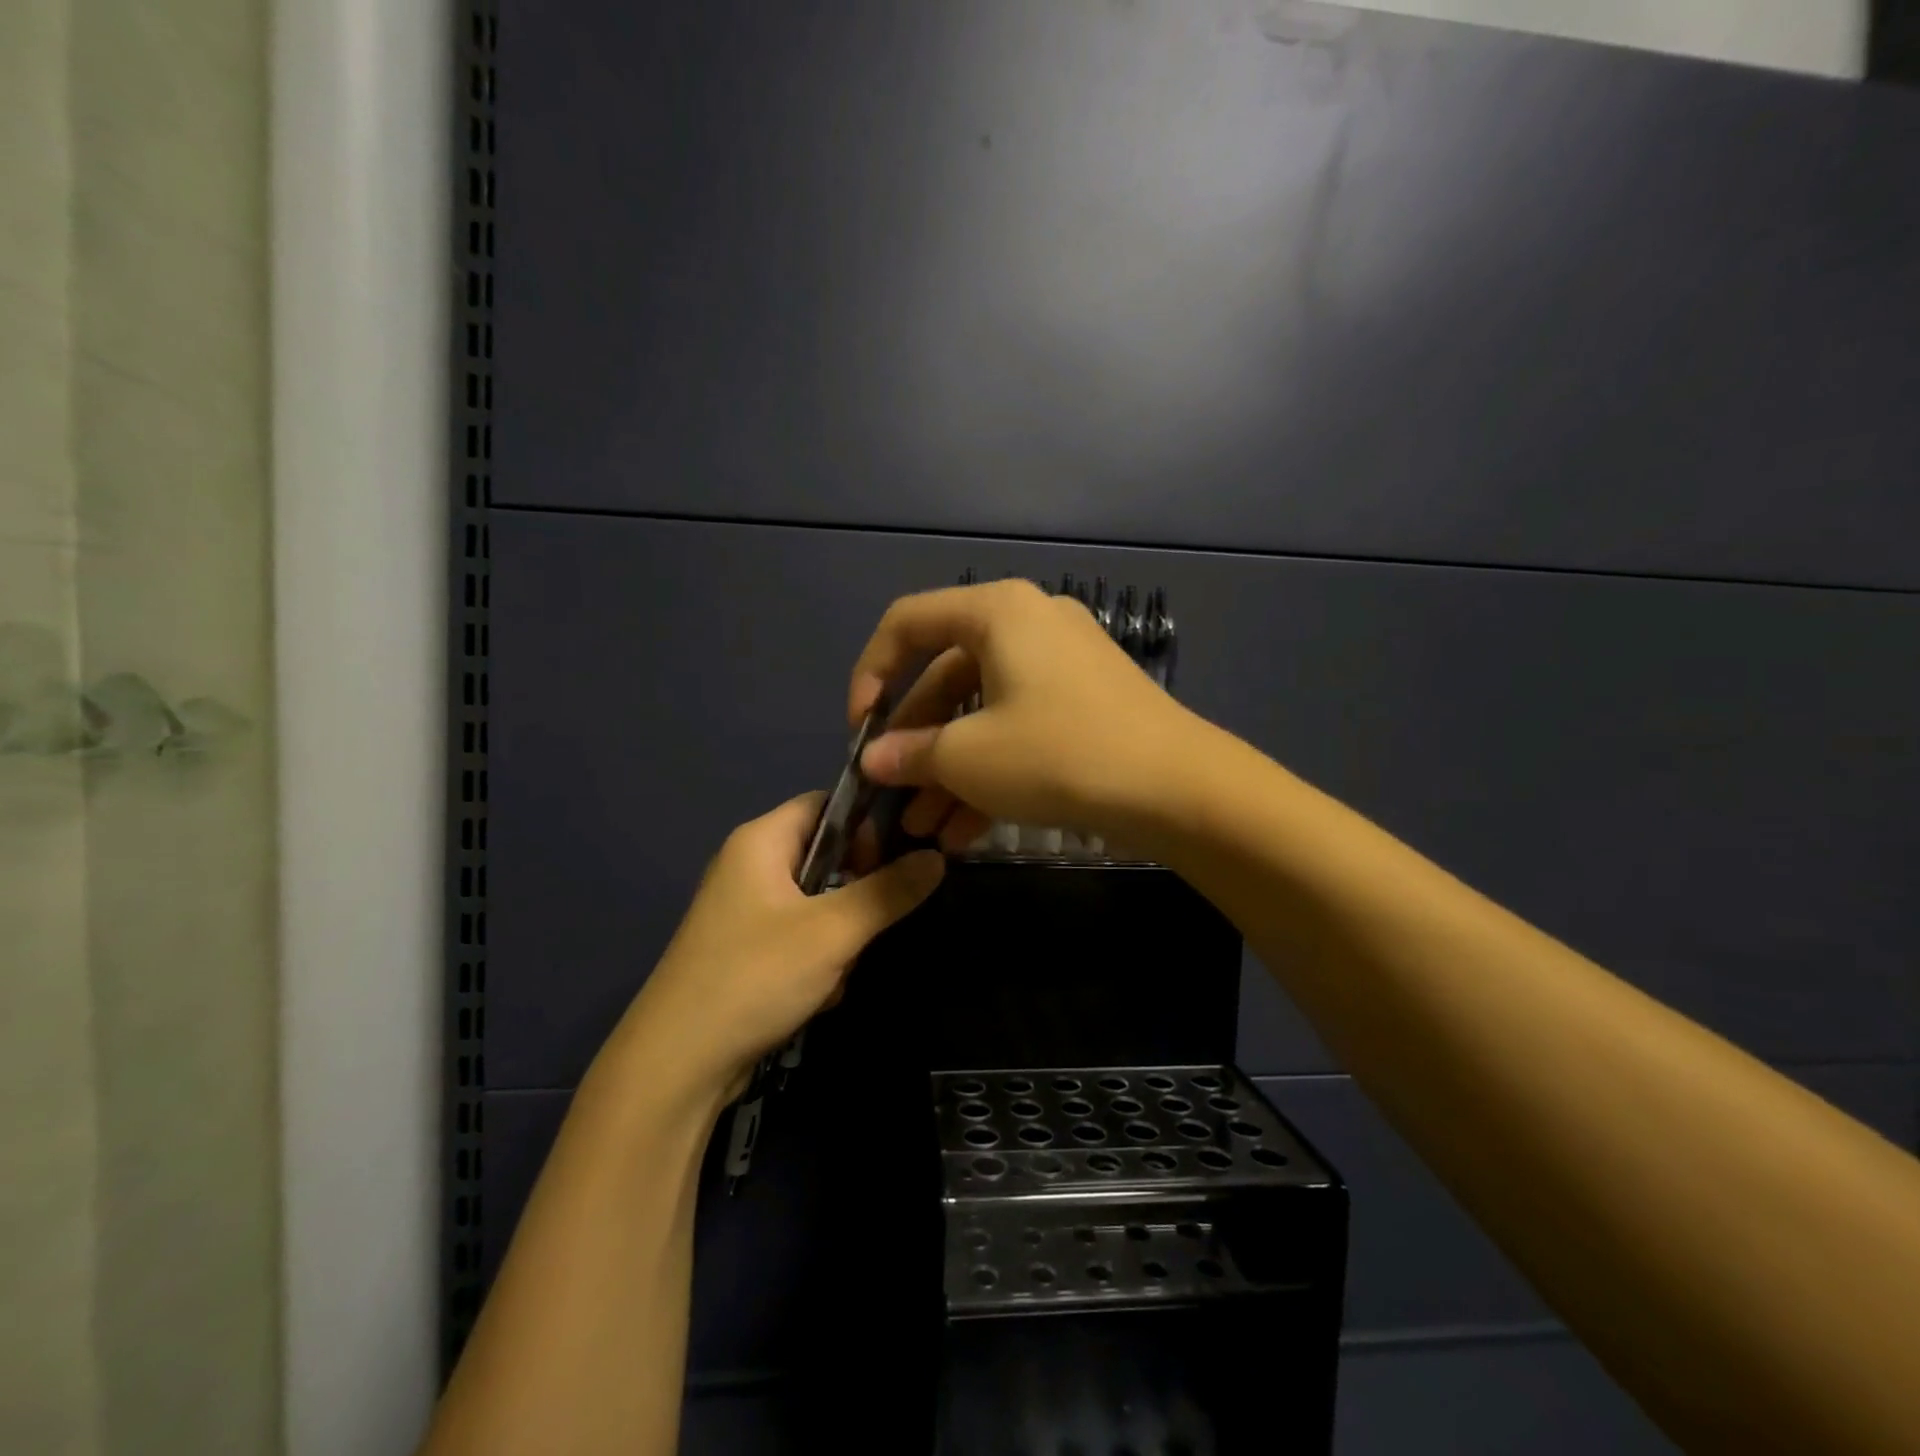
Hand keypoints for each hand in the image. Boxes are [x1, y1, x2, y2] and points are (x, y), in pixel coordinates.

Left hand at [612, 792, 945, 1101]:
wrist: (678, 1065)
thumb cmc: (756, 976)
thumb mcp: (834, 931)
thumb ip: (890, 891)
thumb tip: (938, 856)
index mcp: (761, 841)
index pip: (826, 804)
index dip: (866, 824)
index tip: (897, 857)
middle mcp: (749, 866)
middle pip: (826, 856)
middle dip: (856, 892)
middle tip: (869, 923)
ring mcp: (746, 912)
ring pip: (819, 903)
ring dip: (841, 935)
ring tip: (839, 968)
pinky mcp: (746, 952)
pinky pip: (801, 937)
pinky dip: (819, 960)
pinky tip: (819, 994)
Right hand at [848, 579, 1201, 851]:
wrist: (1178, 789)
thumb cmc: (1059, 754)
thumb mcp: (969, 758)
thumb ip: (910, 754)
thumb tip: (874, 760)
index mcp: (997, 613)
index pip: (907, 623)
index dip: (870, 674)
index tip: (859, 731)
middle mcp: (1028, 625)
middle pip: (945, 676)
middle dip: (914, 743)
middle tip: (892, 794)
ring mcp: (1060, 666)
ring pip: (982, 712)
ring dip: (948, 769)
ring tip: (923, 828)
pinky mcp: (1083, 705)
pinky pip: (1018, 728)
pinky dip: (989, 771)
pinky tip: (964, 832)